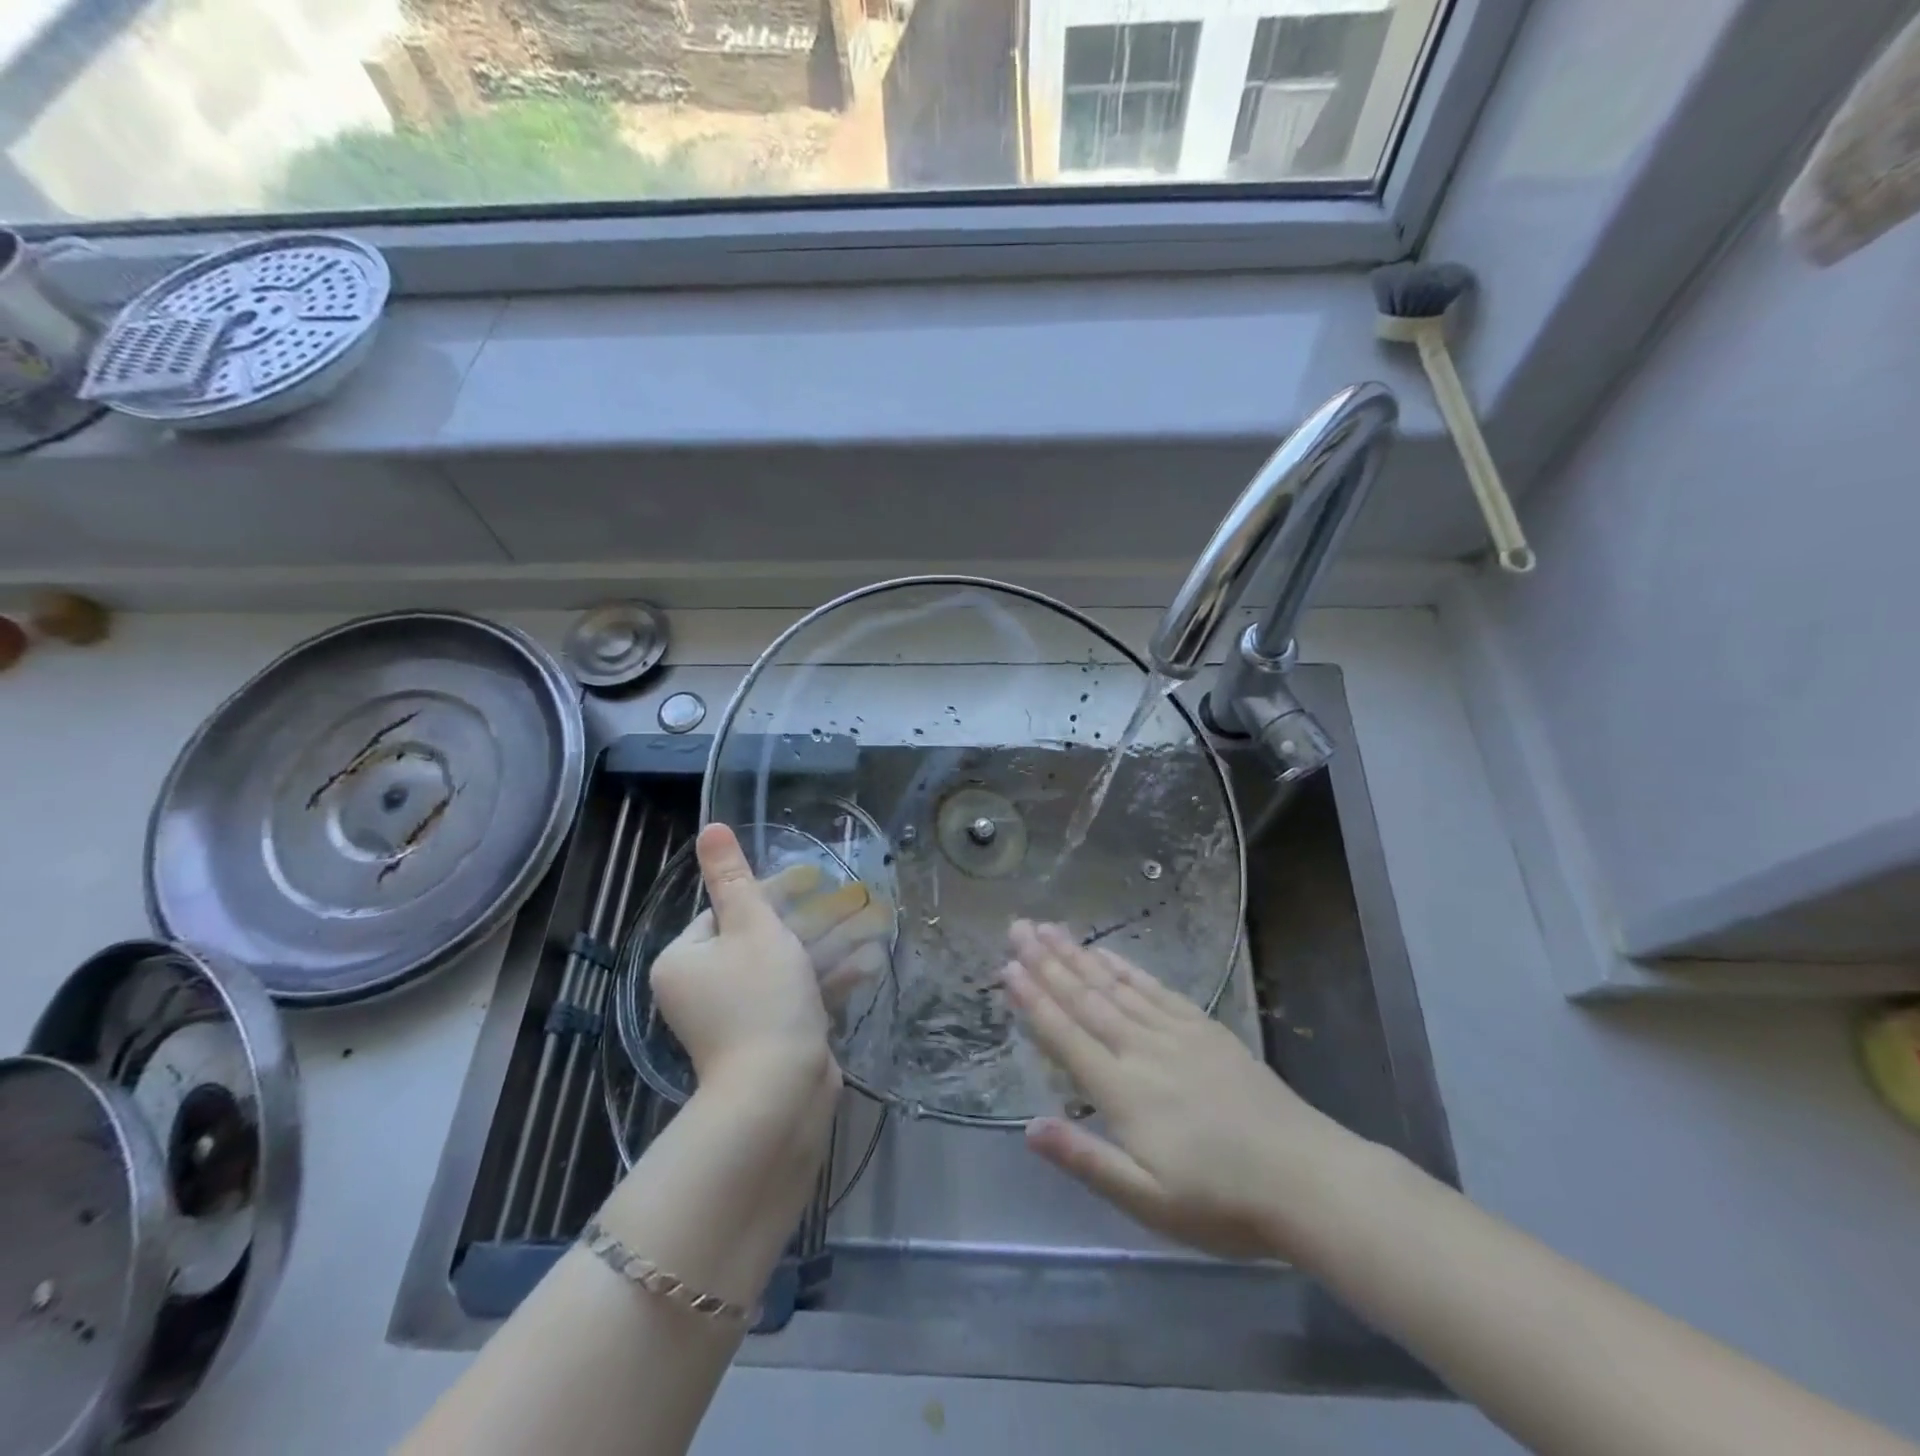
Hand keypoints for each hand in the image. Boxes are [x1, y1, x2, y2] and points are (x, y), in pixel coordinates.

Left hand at [651, 824, 876, 1106]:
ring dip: (827, 947)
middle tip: (850, 900)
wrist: (779, 1095)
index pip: (726, 910)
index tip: (815, 881)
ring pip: (785, 967)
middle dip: (810, 920)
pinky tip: (867, 964)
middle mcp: (703, 988)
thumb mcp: (753, 927)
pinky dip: (827, 981)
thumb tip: (709, 827)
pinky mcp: (769, 1038)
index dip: (773, 893)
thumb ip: (734, 877)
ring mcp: (737, 1017)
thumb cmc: (762, 998)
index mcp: (685, 960)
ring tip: (869, 926)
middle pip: (760, 938)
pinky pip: (796, 997)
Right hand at [1003, 921, 1359, 1260]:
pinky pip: (1155, 989)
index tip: (1007, 968)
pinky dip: (1127, 967)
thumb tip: (1028, 1128)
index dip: (1034, 1000)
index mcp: (1123, 1090)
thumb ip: (1086, 1159)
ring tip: (1051, 929)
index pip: (1066, 1036)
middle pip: (1085, 998)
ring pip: (1115, 986)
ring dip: (1079, 956)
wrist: (1306, 1179)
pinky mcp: (1205, 1029)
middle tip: (1018, 928)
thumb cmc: (1221, 1201)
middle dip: (1047, 962)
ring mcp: (1176, 1033)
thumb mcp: (1147, 1200)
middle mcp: (1142, 1049)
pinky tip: (1108, 954)